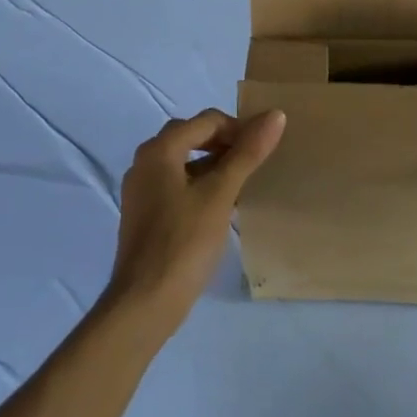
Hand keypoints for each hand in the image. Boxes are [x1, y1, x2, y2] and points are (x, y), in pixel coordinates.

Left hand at [109, 108, 285, 333]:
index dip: (239, 128)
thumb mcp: (221, 193)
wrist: (145, 301)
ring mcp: (141, 190)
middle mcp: (145, 162)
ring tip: (242, 182)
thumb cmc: (184, 241)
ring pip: (184, 161)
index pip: (207, 121)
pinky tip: (221, 205)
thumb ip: (247, 153)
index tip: (265, 148)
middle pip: (192, 136)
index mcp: (159, 150)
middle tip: (253, 161)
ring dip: (214, 164)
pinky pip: (177, 184)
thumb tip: (275, 115)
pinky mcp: (145, 214)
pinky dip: (200, 184)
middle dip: (225, 143)